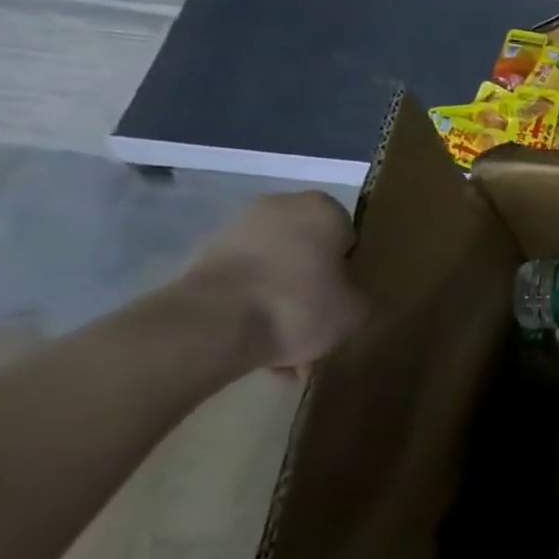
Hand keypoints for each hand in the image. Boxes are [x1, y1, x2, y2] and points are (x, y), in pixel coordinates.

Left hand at [185, 193, 365, 374]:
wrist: (210, 325)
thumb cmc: (299, 305)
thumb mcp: (355, 312)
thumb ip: (358, 298)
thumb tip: (343, 300)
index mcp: (323, 209)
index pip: (347, 239)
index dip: (348, 272)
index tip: (342, 300)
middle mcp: (279, 207)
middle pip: (307, 253)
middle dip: (311, 288)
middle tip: (316, 326)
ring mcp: (234, 231)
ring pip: (273, 271)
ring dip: (280, 302)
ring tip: (283, 350)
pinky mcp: (200, 259)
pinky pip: (242, 285)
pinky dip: (250, 309)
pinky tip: (256, 347)